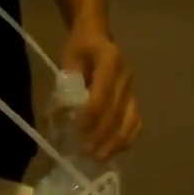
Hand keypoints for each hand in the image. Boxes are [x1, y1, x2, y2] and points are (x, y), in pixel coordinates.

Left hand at [61, 26, 140, 160]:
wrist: (97, 35)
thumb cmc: (80, 48)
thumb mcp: (68, 60)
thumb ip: (65, 86)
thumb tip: (58, 114)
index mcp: (110, 60)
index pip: (103, 92)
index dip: (91, 114)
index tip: (77, 130)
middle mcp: (126, 76)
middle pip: (117, 111)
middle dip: (101, 134)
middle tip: (85, 152)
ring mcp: (133, 89)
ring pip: (130, 120)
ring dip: (116, 142)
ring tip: (99, 158)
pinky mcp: (134, 100)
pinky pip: (135, 123)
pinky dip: (126, 140)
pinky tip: (113, 152)